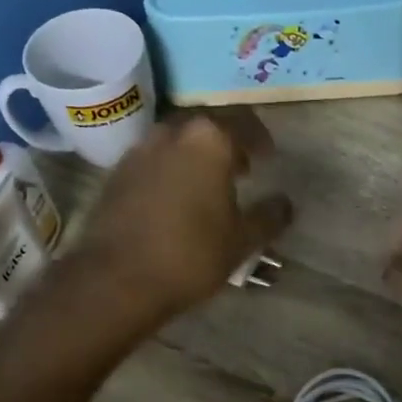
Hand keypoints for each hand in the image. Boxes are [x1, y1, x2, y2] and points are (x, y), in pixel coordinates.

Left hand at [73, 110, 293, 326]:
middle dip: (226, 140)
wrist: (116, 279)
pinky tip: (176, 197)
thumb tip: (285, 204)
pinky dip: (170, 167)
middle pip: (207, 123)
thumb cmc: (190, 254)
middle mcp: (172, 133)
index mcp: (209, 140)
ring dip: (195, 152)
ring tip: (208, 182)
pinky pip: (153, 159)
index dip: (260, 138)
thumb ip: (269, 217)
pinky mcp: (117, 173)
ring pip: (176, 139)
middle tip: (240, 166)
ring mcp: (139, 151)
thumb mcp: (242, 241)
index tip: (267, 156)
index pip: (243, 122)